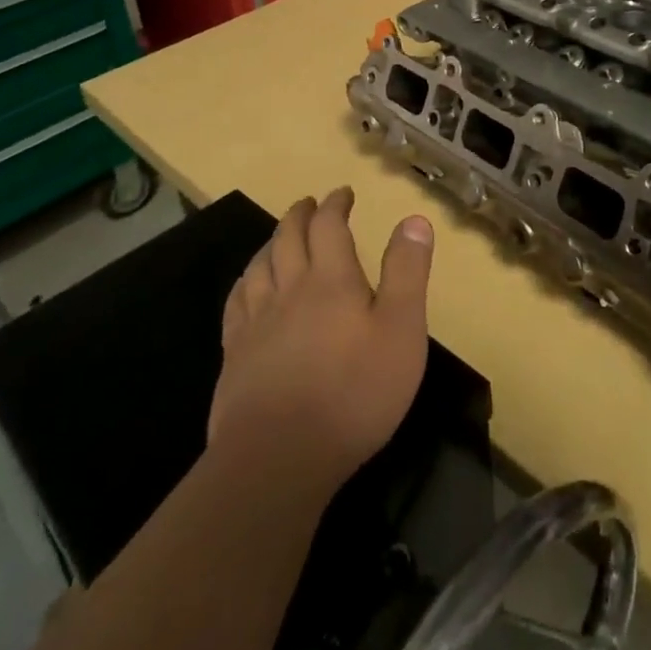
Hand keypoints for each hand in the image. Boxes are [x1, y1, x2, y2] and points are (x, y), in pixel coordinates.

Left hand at [209, 187, 433, 492]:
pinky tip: (248, 285)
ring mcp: (257, 320)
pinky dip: (246, 281)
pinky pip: (237, 301)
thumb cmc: (354, 393)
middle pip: (289, 237)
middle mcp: (290, 288)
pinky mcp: (235, 353)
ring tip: (280, 236)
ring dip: (272, 241)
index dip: (335, 204)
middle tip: (309, 204)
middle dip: (301, 214)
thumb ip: (408, 273)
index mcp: (331, 279)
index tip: (342, 193)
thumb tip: (414, 218)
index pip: (329, 226)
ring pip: (260, 264)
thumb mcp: (401, 331)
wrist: (280, 455)